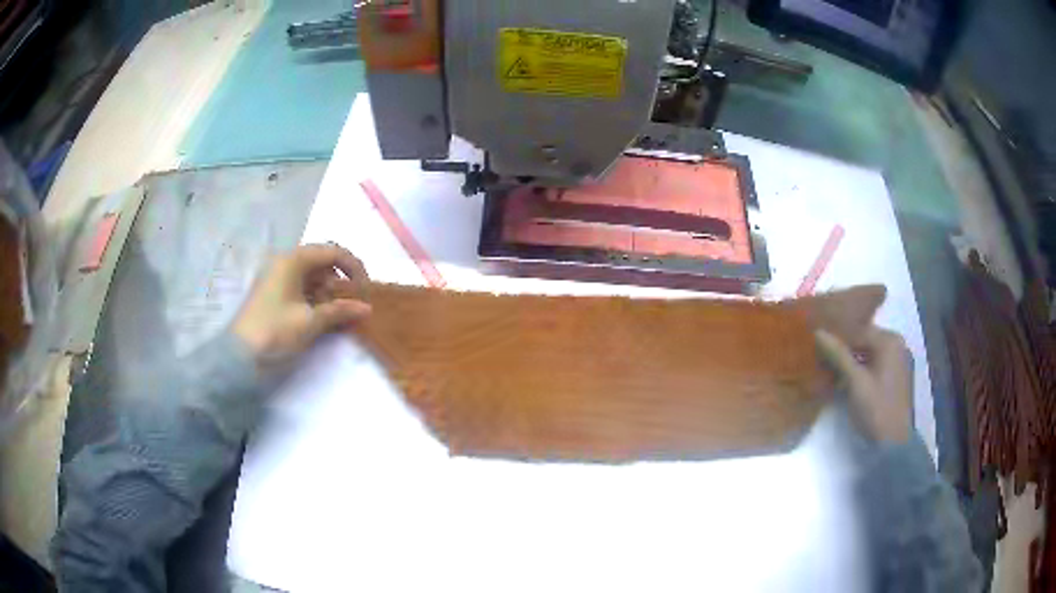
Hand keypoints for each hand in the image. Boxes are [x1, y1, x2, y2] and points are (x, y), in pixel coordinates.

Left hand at [233, 244, 371, 369]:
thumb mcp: (310, 322)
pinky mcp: (275, 294)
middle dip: (342, 282)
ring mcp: (279, 278)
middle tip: (353, 305)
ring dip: (330, 293)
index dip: (354, 267)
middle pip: (323, 263)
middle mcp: (286, 262)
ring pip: (313, 277)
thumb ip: (340, 311)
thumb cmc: (275, 331)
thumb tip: (366, 308)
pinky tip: (324, 318)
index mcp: (294, 260)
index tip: (367, 290)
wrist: (240, 355)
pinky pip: (302, 288)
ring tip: (340, 316)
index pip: (333, 252)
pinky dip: (316, 299)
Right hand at [815, 327, 912, 443]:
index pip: (858, 331)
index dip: (837, 339)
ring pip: (869, 355)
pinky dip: (861, 372)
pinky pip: (875, 367)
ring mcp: (899, 363)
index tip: (816, 347)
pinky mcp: (896, 380)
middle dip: (843, 351)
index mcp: (890, 341)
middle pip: (864, 342)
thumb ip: (838, 355)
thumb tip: (818, 332)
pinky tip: (845, 382)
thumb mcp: (855, 382)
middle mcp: (897, 346)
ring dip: (850, 363)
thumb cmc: (876, 409)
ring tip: (828, 371)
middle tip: (820, 359)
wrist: (893, 445)